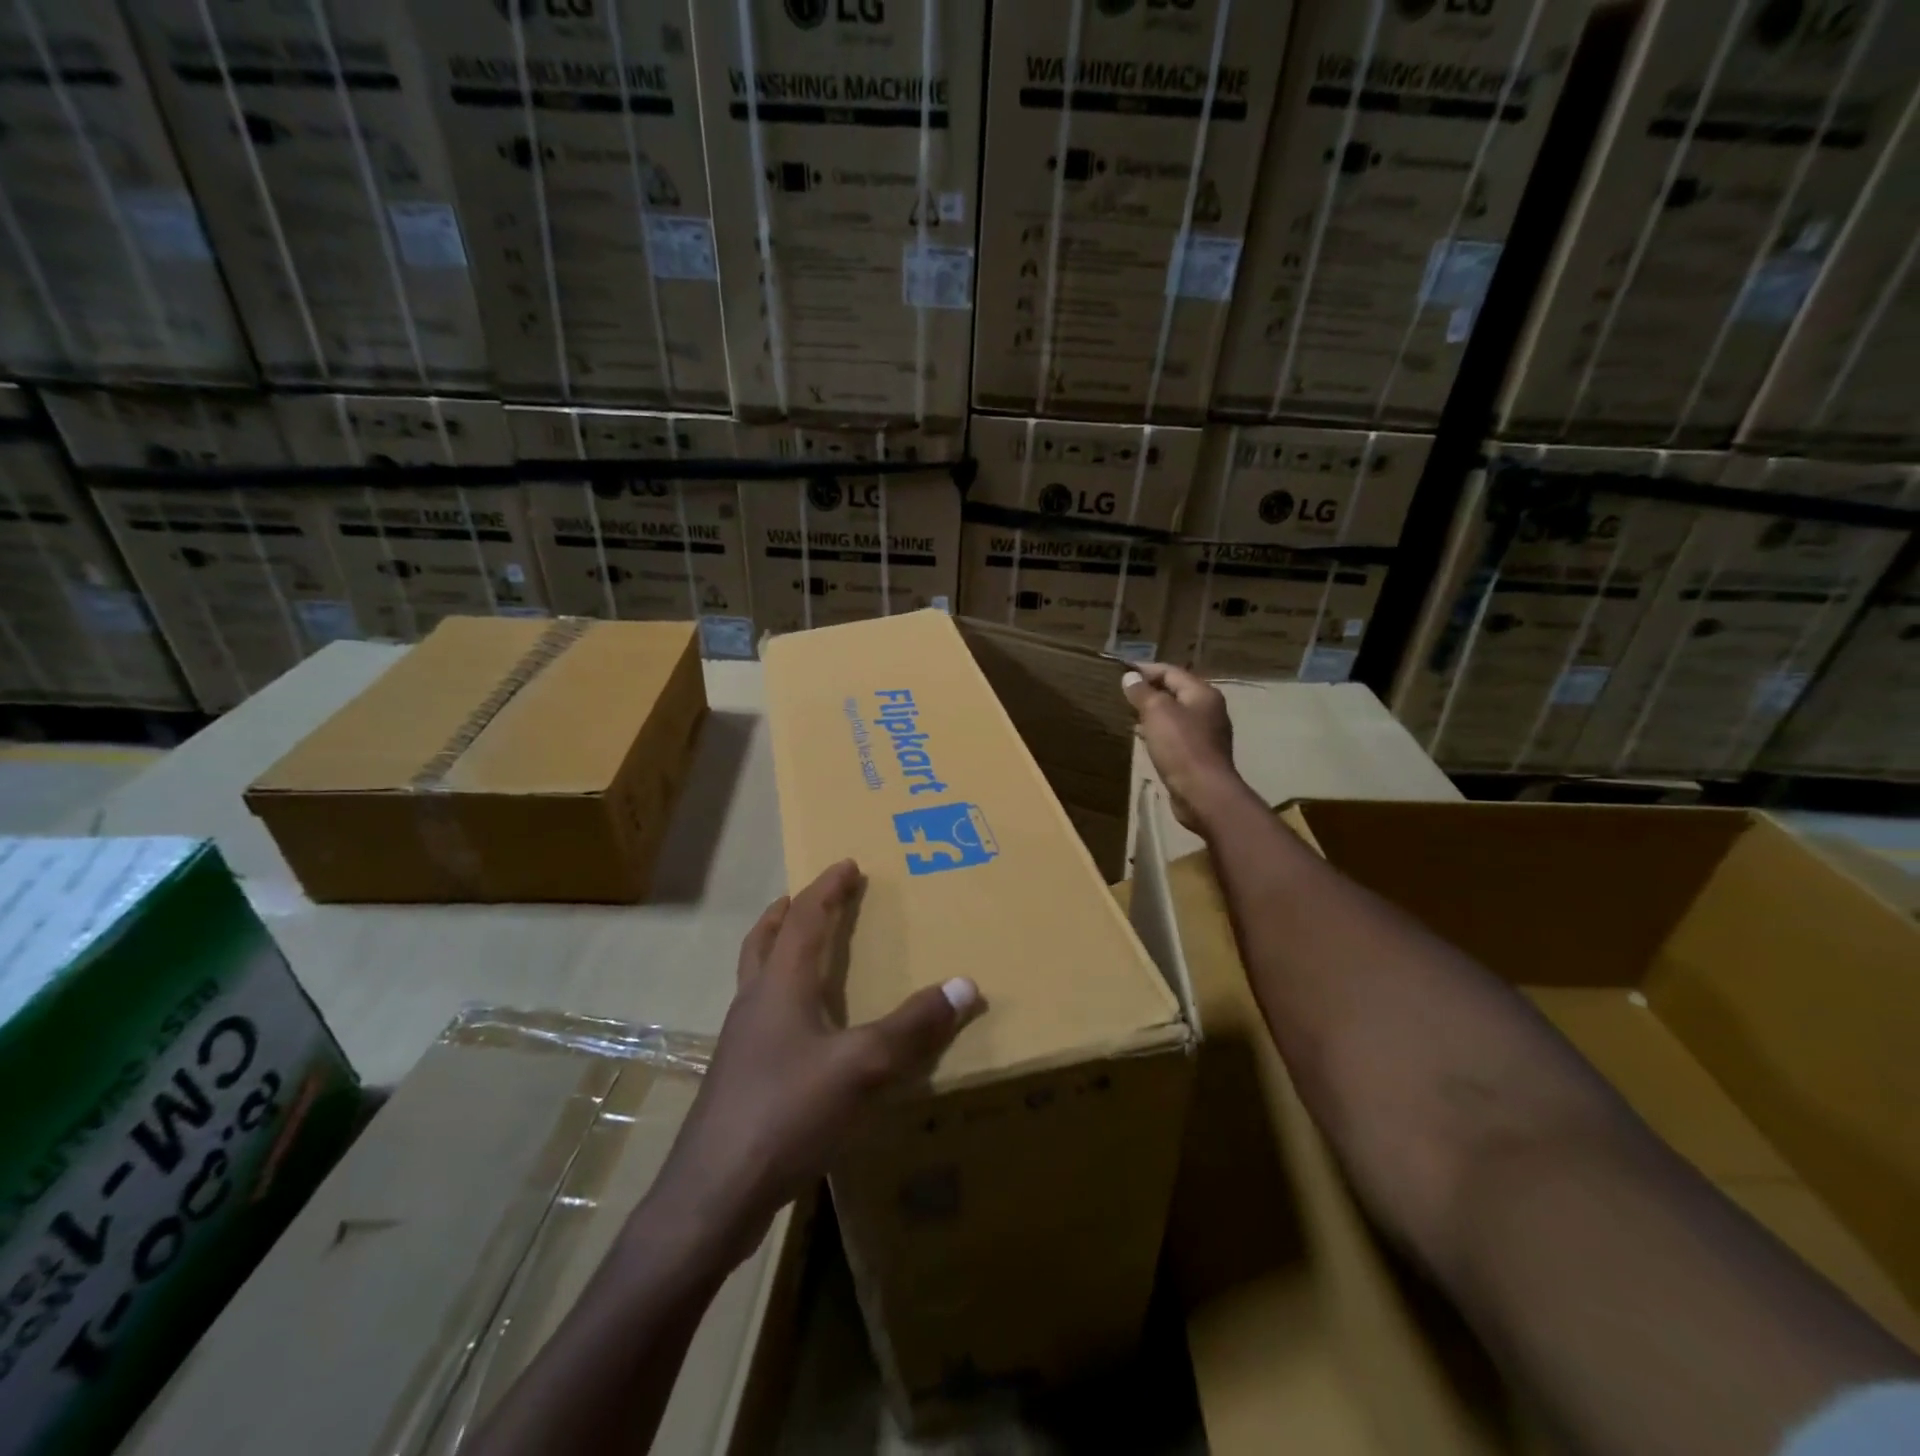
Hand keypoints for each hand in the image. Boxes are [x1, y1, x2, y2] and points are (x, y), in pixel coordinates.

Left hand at [643, 859, 983, 1266]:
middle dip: (787, 913)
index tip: (846, 864)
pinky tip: (804, 1032)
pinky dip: (781, 999)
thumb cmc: (786, 1113)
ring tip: (803, 953)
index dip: (826, 889)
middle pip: (764, 942)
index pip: (803, 920)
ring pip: (757, 979)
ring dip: (777, 953)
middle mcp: (755, 1004)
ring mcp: (741, 1044)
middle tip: (805, 896)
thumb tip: (965, 985)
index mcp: (780, 986)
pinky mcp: (740, 1080)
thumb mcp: (862, 1067)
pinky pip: (763, 1018)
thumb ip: (913, 1027)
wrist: (713, 1195)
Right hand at [1122, 662, 1247, 833]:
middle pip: (1176, 692)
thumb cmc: (1181, 746)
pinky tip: (1144, 738)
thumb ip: (1143, 692)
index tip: (1121, 672)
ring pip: (1175, 715)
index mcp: (1203, 694)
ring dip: (1153, 713)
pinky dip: (1159, 732)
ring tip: (1129, 714)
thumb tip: (1130, 677)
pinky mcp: (1199, 755)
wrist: (1203, 793)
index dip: (1145, 669)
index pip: (1171, 672)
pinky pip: (1176, 736)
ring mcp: (1206, 734)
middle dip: (1150, 691)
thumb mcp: (1157, 712)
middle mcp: (1209, 710)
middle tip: (1123, 694)